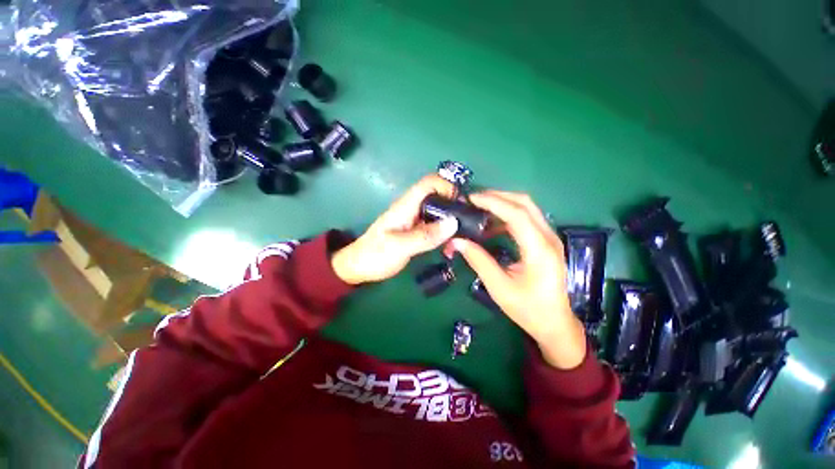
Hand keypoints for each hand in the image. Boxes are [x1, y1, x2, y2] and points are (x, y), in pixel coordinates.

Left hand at [332, 175, 458, 284]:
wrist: (358, 267)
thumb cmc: (375, 255)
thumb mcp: (400, 247)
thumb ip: (426, 236)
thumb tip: (454, 223)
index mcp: (406, 206)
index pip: (429, 183)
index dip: (447, 187)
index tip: (462, 205)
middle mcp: (411, 209)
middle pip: (437, 196)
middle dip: (454, 207)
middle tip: (467, 226)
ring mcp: (413, 220)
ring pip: (438, 212)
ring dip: (450, 223)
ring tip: (459, 240)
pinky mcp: (415, 231)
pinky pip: (434, 226)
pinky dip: (444, 234)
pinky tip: (448, 247)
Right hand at [449, 191, 586, 369]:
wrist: (555, 323)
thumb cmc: (528, 309)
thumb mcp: (499, 288)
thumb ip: (478, 261)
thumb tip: (456, 241)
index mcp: (540, 251)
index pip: (517, 215)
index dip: (493, 202)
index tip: (471, 198)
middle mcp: (549, 238)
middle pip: (524, 203)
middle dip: (497, 196)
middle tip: (473, 199)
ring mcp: (550, 237)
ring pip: (527, 207)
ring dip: (502, 203)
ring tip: (479, 208)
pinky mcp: (545, 240)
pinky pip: (527, 218)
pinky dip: (507, 215)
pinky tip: (491, 224)